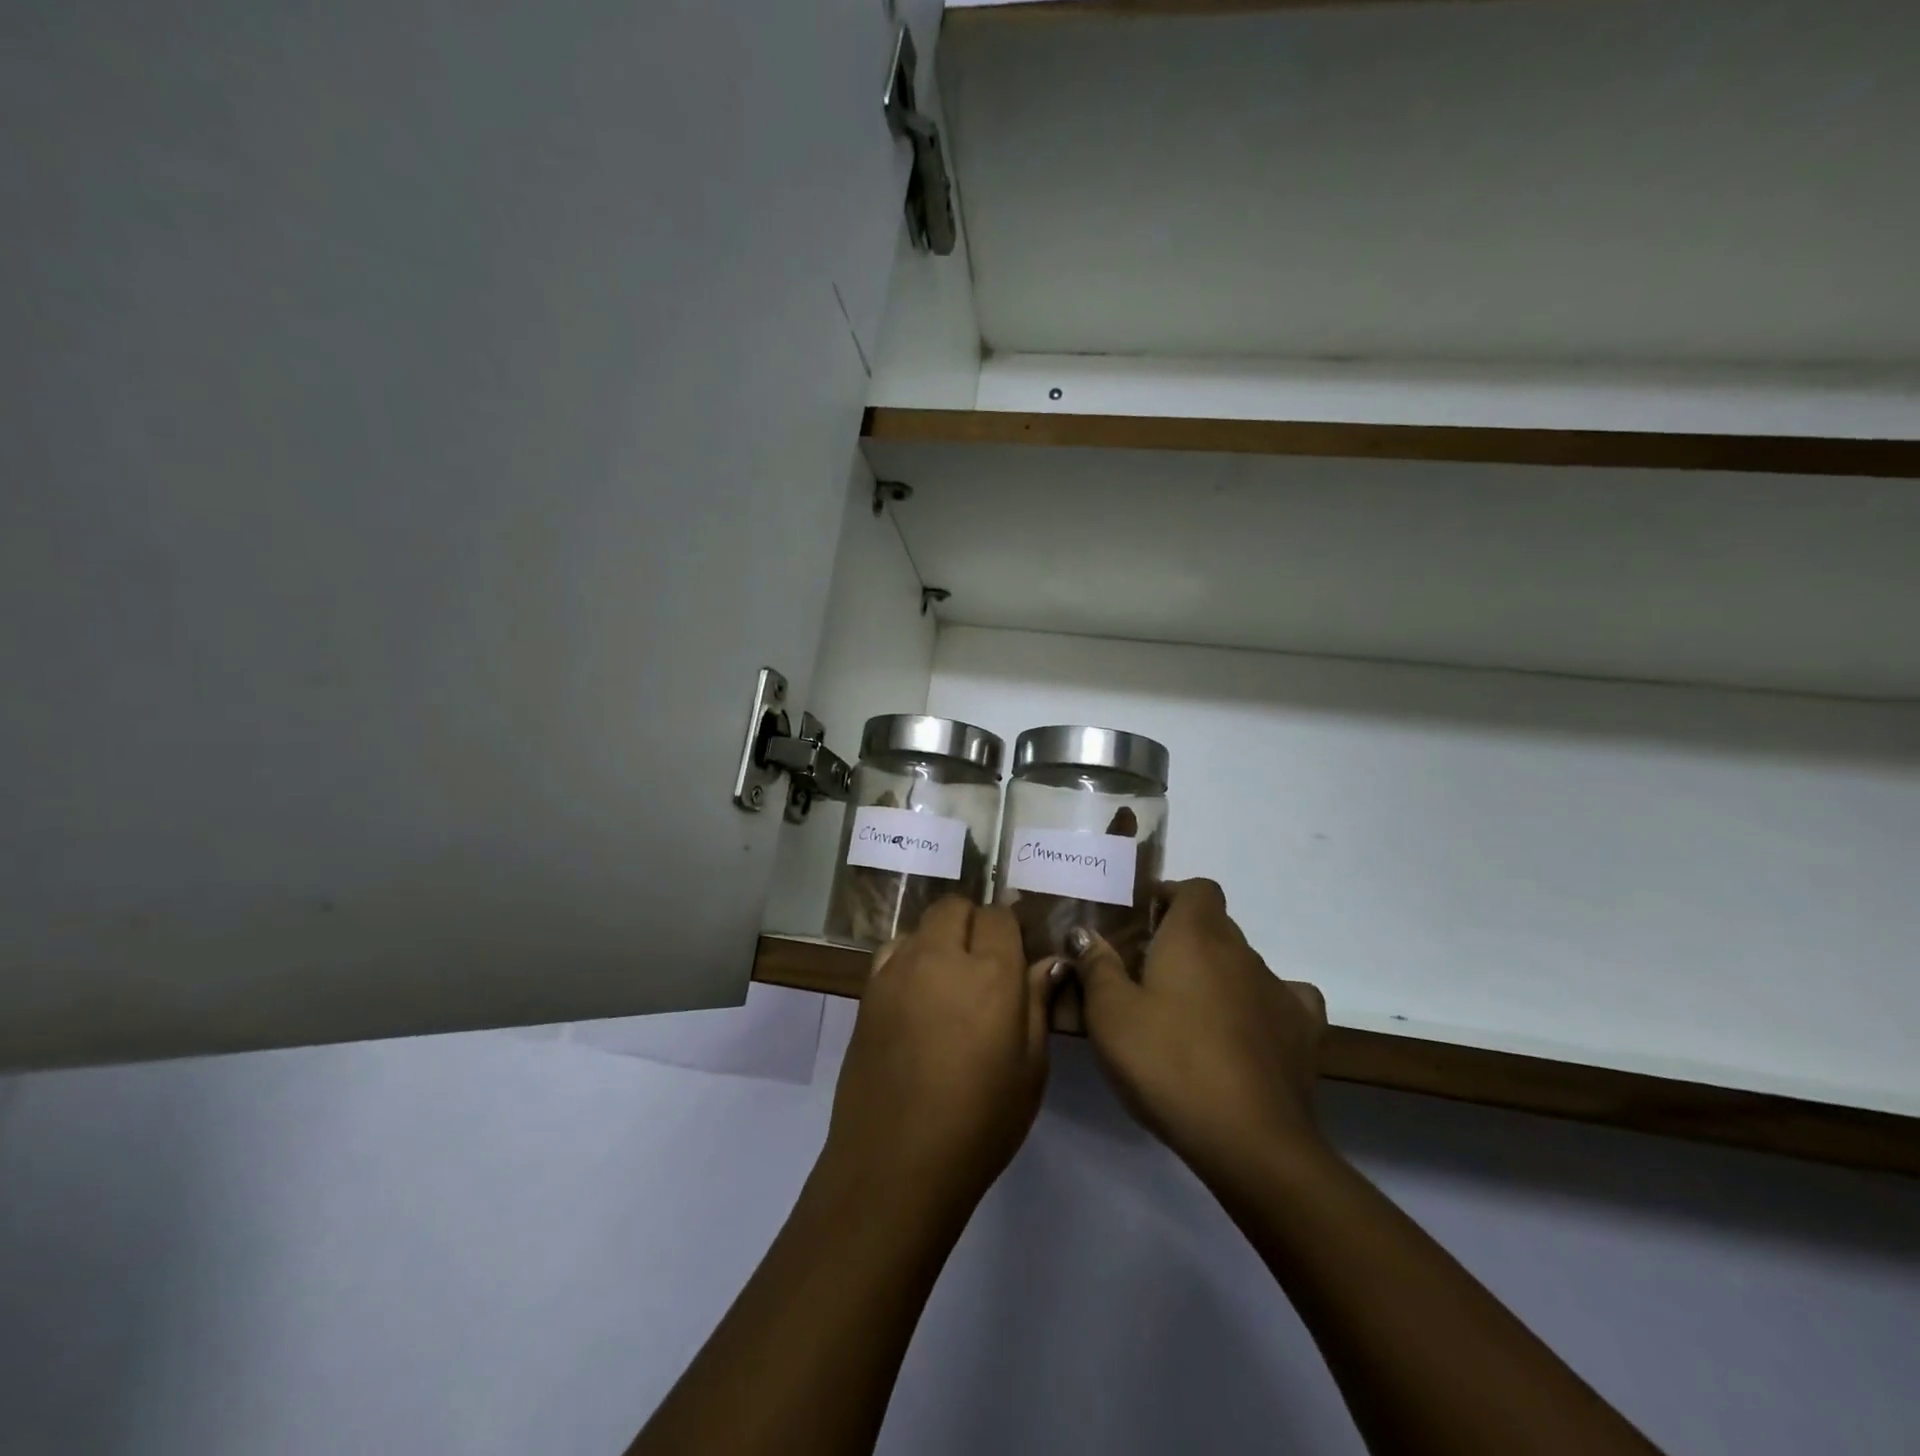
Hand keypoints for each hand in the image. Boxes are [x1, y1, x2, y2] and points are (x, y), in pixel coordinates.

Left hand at [819, 898, 1060, 1218]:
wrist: (896, 1163)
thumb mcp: (1030, 1069)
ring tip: (947, 982)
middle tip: (982, 965)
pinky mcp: (867, 991)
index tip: (1014, 957)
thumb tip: (1050, 961)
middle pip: (954, 907)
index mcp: (991, 972)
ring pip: (920, 926)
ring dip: (938, 939)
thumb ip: (1038, 1003)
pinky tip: (915, 997)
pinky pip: (892, 952)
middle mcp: (940, 956)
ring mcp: (896, 971)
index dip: (1008, 931)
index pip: (999, 916)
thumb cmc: (979, 1122)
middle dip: (972, 923)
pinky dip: (907, 958)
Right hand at [1071, 880, 1327, 1185]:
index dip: (1172, 897)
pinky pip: (1283, 1001)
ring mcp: (1279, 990)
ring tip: (1191, 1014)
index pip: (1196, 889)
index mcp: (1196, 935)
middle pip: (1216, 926)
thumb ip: (1096, 966)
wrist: (1249, 1139)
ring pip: (1244, 965)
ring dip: (1219, 976)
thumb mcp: (1110, 1014)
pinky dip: (1261, 1008)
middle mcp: (1242, 951)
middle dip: (1187, 940)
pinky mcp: (1304, 1032)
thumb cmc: (1167, 1062)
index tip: (1144, 923)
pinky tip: (1245, 1032)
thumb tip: (1084, 933)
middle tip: (1151, 974)